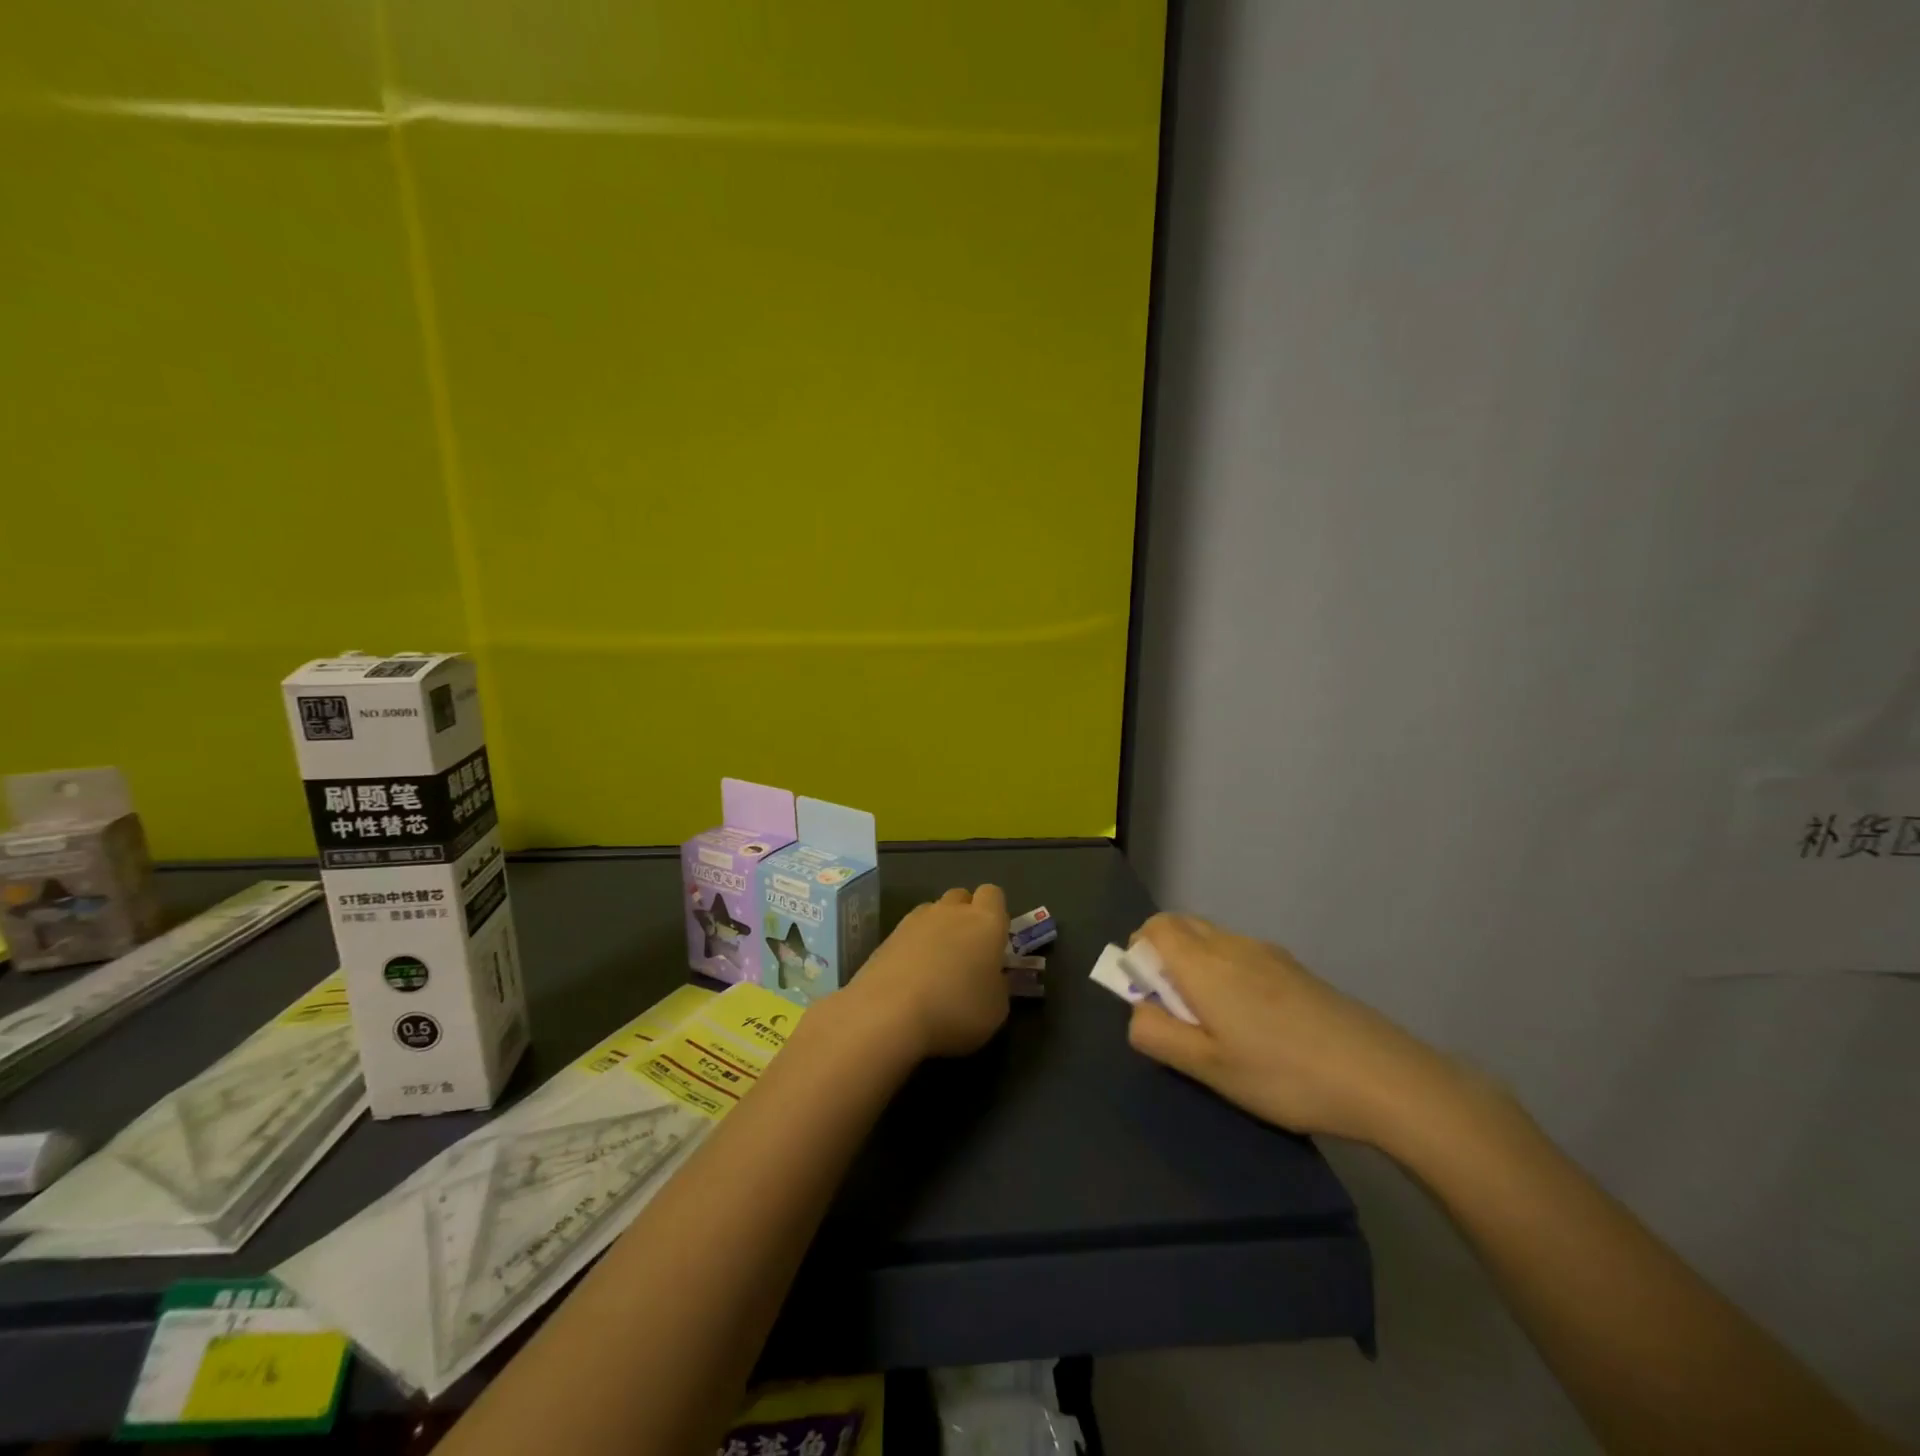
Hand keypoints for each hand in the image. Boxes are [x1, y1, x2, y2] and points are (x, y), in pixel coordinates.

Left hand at [845, 885, 1010, 1058]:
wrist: (889, 1012)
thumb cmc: (956, 1009)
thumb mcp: (996, 1009)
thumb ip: (998, 985)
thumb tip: (990, 977)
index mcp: (985, 921)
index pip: (993, 894)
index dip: (995, 913)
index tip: (995, 940)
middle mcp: (951, 911)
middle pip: (961, 897)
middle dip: (966, 916)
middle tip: (967, 952)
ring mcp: (916, 920)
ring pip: (933, 911)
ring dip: (938, 928)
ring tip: (936, 965)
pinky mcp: (888, 935)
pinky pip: (909, 931)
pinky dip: (913, 945)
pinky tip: (911, 975)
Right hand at [1125, 913, 1459, 1147]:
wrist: (1381, 1076)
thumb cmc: (1282, 1074)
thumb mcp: (1208, 1067)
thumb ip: (1157, 1034)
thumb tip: (1136, 1011)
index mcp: (1203, 963)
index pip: (1154, 927)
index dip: (1138, 952)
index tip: (1148, 996)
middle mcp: (1232, 945)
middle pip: (1181, 927)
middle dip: (1165, 958)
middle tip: (1178, 1012)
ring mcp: (1268, 954)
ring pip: (1213, 941)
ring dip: (1197, 967)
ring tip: (1219, 1025)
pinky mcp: (1295, 969)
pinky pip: (1242, 956)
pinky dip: (1228, 974)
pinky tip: (1256, 1025)